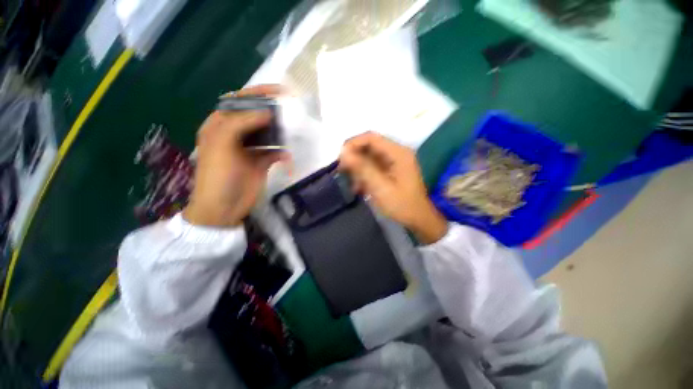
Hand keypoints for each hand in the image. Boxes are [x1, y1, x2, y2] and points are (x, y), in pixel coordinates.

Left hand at [184, 85, 284, 226]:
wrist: (224, 207)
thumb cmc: (218, 175)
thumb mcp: (221, 145)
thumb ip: (240, 123)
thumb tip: (267, 112)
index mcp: (221, 125)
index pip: (240, 101)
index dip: (258, 93)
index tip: (279, 91)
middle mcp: (236, 134)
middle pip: (257, 116)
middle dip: (273, 110)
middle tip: (290, 109)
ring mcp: (250, 149)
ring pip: (268, 133)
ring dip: (279, 131)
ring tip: (292, 129)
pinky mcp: (262, 162)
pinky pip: (275, 152)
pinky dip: (282, 152)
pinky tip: (287, 156)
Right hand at [339, 132, 447, 243]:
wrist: (418, 219)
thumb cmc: (401, 205)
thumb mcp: (380, 187)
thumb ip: (363, 169)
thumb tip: (344, 153)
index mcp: (398, 153)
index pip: (371, 138)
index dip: (353, 143)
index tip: (340, 157)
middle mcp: (396, 152)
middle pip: (370, 146)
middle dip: (354, 156)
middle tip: (341, 170)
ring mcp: (394, 161)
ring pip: (369, 156)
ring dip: (357, 167)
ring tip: (349, 181)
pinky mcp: (390, 170)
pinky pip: (372, 166)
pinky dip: (363, 174)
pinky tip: (358, 187)